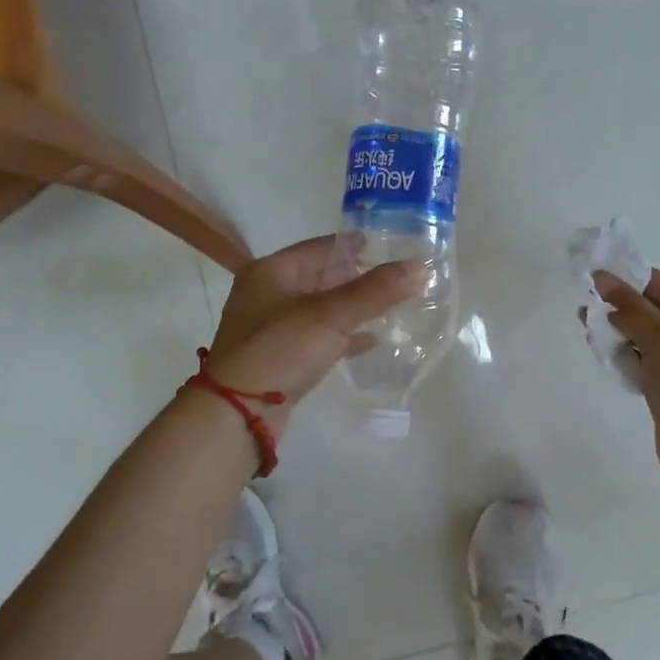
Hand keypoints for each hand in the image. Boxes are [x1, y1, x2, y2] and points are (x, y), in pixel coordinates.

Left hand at [204, 234, 424, 431]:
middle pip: (323, 276)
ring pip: (324, 308)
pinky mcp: (283, 356)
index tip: (394, 246)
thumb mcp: (329, 315)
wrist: (237, 414)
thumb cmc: (278, 350)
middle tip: (401, 277)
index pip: (322, 246)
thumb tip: (422, 267)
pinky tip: (374, 339)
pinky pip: (321, 337)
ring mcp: (275, 328)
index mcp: (272, 271)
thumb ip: (375, 291)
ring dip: (356, 307)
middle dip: (361, 277)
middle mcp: (270, 294)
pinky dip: (345, 335)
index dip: (358, 245)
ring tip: (395, 304)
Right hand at [594, 269, 659, 484]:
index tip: (602, 277)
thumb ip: (632, 308)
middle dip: (629, 311)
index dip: (640, 282)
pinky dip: (635, 360)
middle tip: (589, 306)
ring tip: (591, 330)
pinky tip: (609, 356)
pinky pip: (658, 367)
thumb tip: (603, 278)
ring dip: (627, 335)